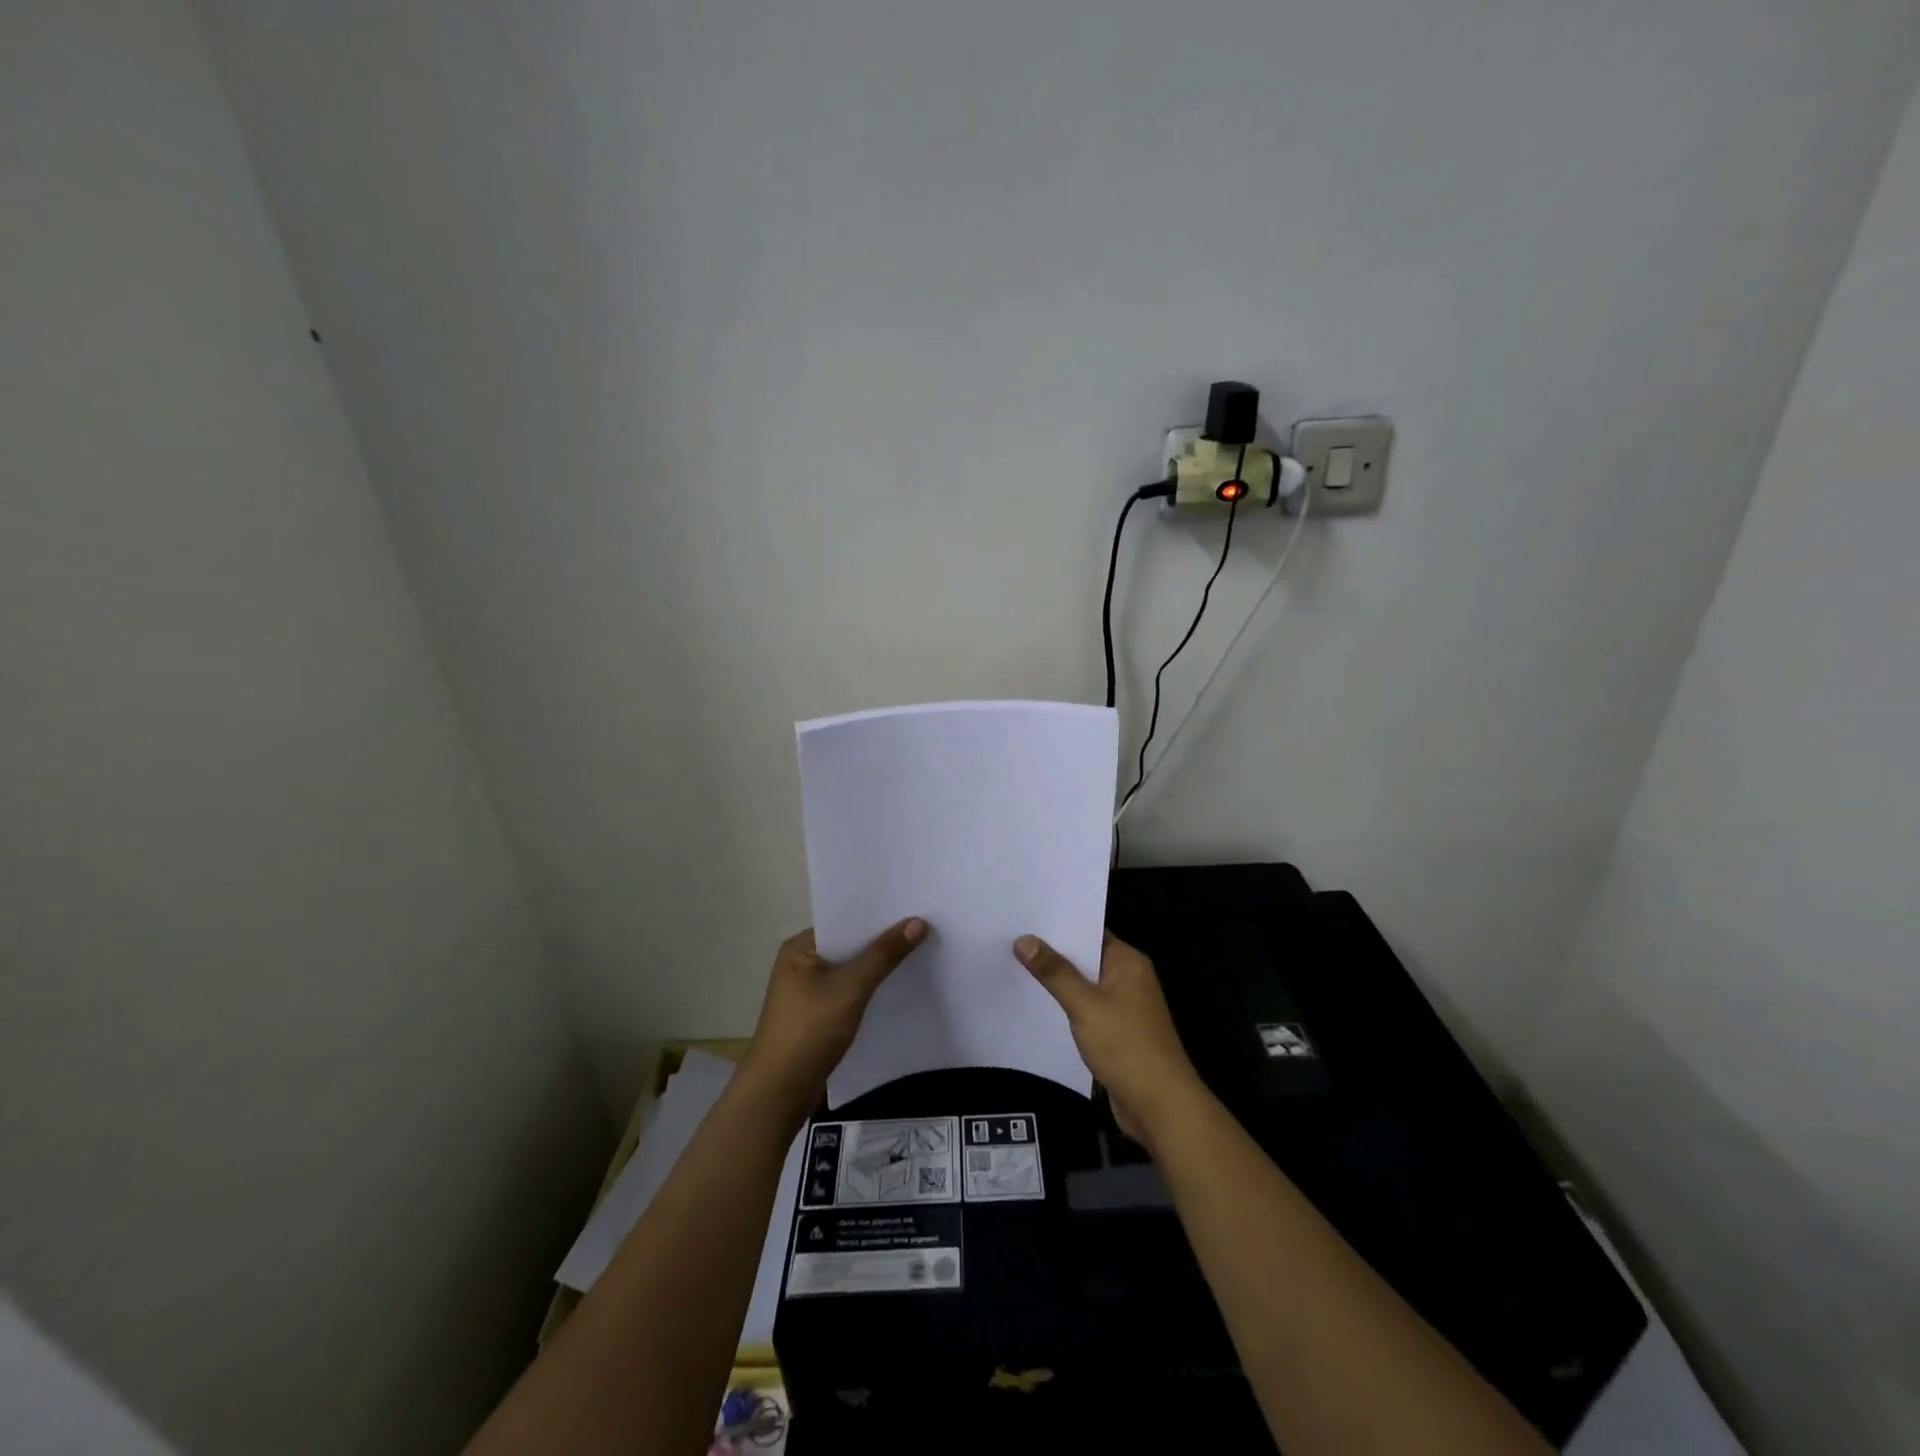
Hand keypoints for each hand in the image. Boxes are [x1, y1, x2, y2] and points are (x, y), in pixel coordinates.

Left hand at [740, 919, 927, 1116]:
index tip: (913, 908)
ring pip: (851, 972)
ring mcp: (808, 993)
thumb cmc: (809, 1031)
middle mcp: (802, 964)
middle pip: (849, 946)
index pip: (844, 922)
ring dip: (878, 968)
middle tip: (924, 928)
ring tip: (919, 953)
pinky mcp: (817, 1017)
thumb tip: (918, 922)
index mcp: (800, 948)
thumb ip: (884, 955)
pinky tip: (898, 989)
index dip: (877, 916)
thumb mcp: (850, 988)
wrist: (779, 1094)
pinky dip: (870, 991)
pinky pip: (850, 994)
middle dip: (881, 942)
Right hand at [1015, 931, 1206, 1151]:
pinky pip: (1086, 1009)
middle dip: (1052, 953)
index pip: (1090, 931)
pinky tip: (1036, 1003)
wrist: (1160, 1107)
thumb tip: (1023, 939)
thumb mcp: (1085, 1005)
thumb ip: (1055, 972)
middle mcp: (1129, 978)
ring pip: (1084, 985)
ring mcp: (1124, 1007)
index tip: (1025, 917)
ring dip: (1057, 981)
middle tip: (1010, 939)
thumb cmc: (1126, 1046)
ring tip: (1014, 966)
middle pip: (1085, 958)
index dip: (1059, 925)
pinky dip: (1066, 1006)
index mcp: (1128, 962)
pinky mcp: (1116, 1032)